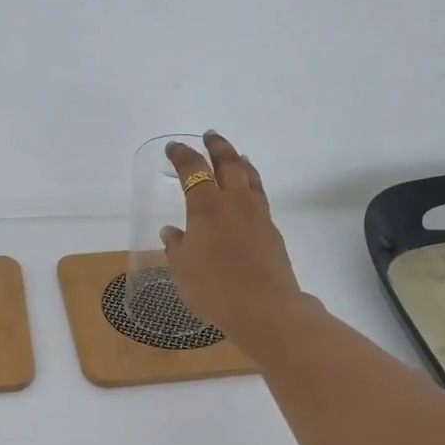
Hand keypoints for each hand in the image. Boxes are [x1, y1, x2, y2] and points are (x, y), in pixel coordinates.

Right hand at [161, 130, 308, 356]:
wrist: (265, 308)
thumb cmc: (214, 290)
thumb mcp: (182, 271)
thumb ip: (176, 247)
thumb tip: (172, 232)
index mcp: (206, 208)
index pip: (192, 170)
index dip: (182, 156)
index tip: (173, 148)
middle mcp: (233, 203)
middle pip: (228, 163)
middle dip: (217, 146)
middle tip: (209, 136)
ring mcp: (257, 215)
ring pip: (249, 176)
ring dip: (239, 161)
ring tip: (235, 155)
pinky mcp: (271, 230)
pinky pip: (260, 196)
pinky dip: (252, 184)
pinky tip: (248, 192)